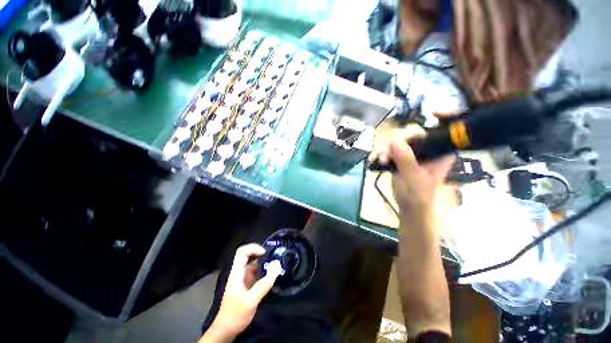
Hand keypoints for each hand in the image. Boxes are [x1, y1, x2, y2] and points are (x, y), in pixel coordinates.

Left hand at [208, 244, 279, 339]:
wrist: (226, 331)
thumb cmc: (235, 315)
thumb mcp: (250, 301)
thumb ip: (263, 285)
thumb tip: (277, 269)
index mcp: (236, 273)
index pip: (242, 252)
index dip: (253, 248)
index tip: (266, 253)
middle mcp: (240, 273)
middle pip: (250, 257)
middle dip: (263, 256)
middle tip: (275, 259)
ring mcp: (244, 279)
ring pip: (255, 265)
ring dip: (266, 265)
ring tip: (277, 267)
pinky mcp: (248, 285)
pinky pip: (258, 274)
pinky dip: (265, 273)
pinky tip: (273, 277)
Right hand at [370, 125, 454, 220]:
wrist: (409, 207)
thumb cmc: (419, 196)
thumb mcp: (415, 179)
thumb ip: (406, 160)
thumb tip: (394, 140)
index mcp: (440, 152)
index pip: (443, 130)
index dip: (444, 117)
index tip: (434, 112)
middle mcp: (427, 149)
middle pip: (412, 134)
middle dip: (397, 141)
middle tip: (387, 154)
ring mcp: (412, 153)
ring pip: (397, 141)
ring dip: (385, 149)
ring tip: (381, 160)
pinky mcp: (400, 157)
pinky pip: (388, 149)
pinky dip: (381, 153)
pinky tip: (376, 159)